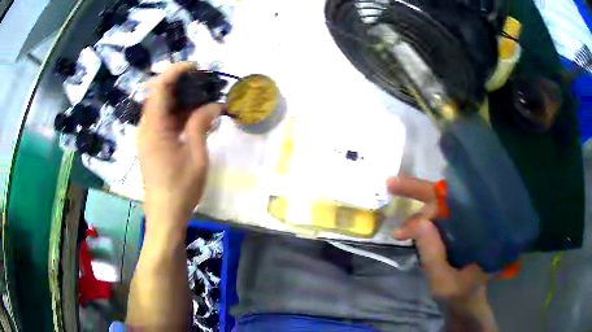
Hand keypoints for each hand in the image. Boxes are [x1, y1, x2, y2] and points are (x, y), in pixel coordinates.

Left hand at [138, 63, 219, 219]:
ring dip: (182, 100)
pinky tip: (196, 117)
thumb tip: (214, 105)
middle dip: (182, 85)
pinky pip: (163, 122)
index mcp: (154, 128)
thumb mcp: (196, 155)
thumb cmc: (181, 188)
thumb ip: (201, 124)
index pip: (160, 87)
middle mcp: (146, 128)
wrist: (165, 216)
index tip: (197, 67)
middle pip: (160, 95)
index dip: (176, 71)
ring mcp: (147, 137)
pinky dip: (178, 115)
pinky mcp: (151, 145)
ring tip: (205, 99)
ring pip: (162, 108)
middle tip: (206, 84)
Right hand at [387, 176, 488, 303]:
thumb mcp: (443, 282)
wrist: (466, 303)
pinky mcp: (456, 232)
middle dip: (419, 190)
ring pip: (440, 206)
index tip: (404, 229)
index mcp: (480, 230)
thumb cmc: (460, 295)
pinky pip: (438, 218)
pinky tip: (408, 227)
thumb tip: (418, 221)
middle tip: (392, 184)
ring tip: (400, 230)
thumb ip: (433, 255)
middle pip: (447, 197)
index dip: (430, 206)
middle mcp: (474, 221)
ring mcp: (464, 226)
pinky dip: (421, 220)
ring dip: (418, 211)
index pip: (456, 205)